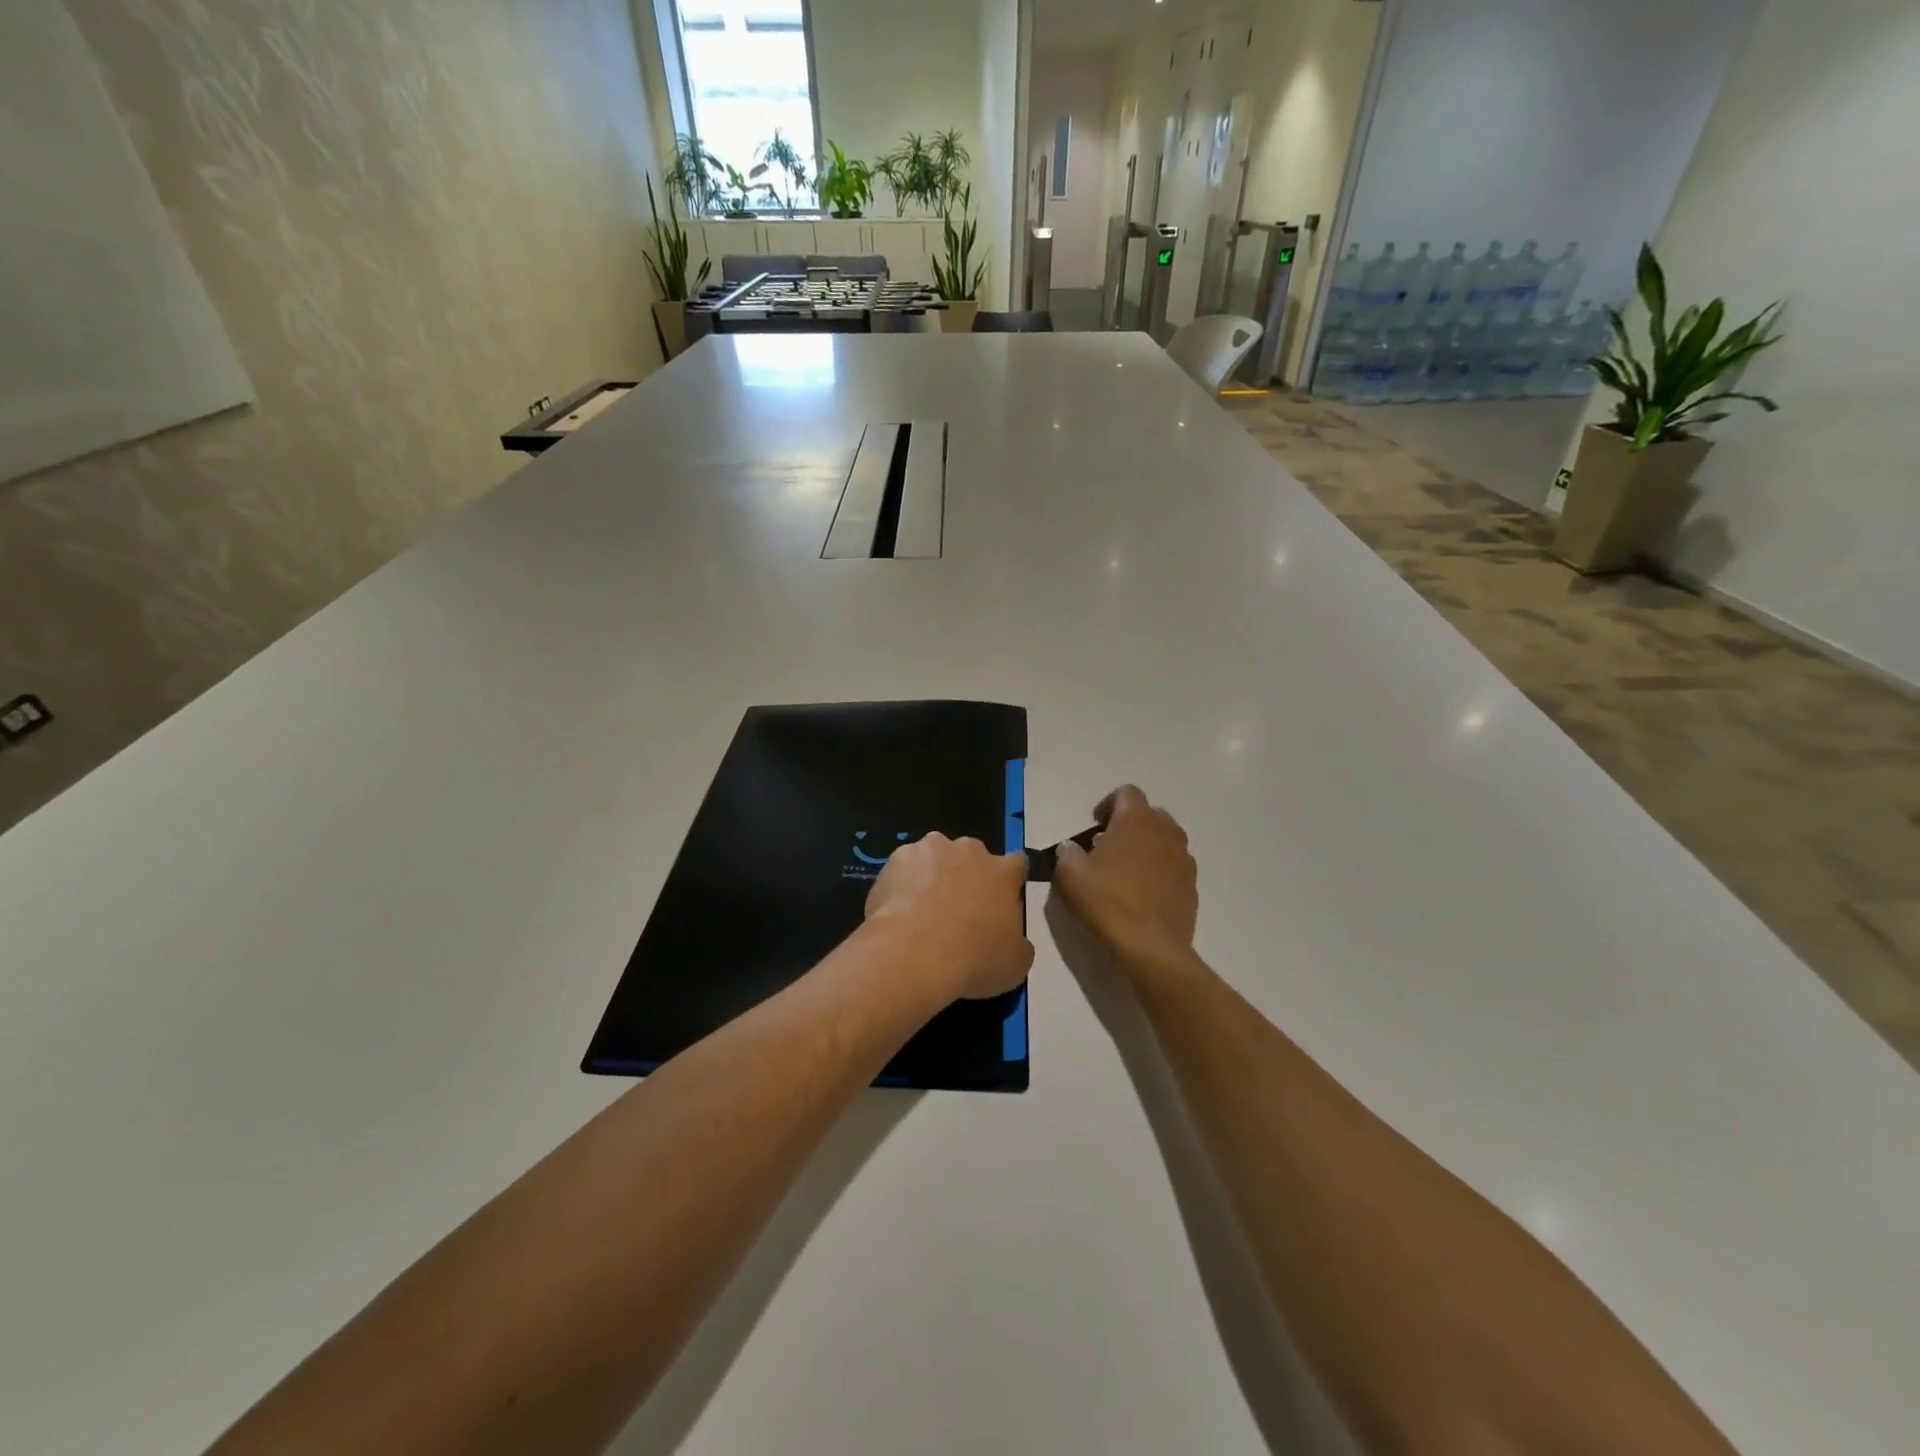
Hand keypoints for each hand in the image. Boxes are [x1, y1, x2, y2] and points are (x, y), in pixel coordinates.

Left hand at [865, 834, 1033, 1000]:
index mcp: (1003, 872)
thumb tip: (1011, 939)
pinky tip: (897, 910)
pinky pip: (904, 867)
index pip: (1017, 863)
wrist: (914, 954)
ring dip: (934, 875)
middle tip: (958, 909)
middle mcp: (969, 851)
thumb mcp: (1015, 963)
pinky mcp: (897, 858)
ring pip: (936, 856)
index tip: (1001, 900)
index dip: (1009, 880)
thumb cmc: (974, 959)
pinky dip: (902, 883)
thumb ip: (1017, 941)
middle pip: (973, 856)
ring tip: (923, 910)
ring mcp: (931, 850)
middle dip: (968, 875)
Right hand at [1052, 786, 1197, 979]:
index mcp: (1136, 819)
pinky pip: (1173, 866)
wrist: (1151, 947)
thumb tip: (1071, 848)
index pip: (1126, 792)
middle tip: (1107, 848)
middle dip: (1128, 825)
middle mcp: (1165, 831)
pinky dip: (1159, 870)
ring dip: (1146, 847)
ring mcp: (1184, 858)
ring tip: (1126, 871)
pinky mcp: (1192, 884)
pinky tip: (1143, 894)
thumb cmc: (1107, 901)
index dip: (1107, 804)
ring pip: (1164, 839)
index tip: (1094, 827)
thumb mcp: (1070, 874)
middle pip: (1148, 814)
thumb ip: (1067, 852)